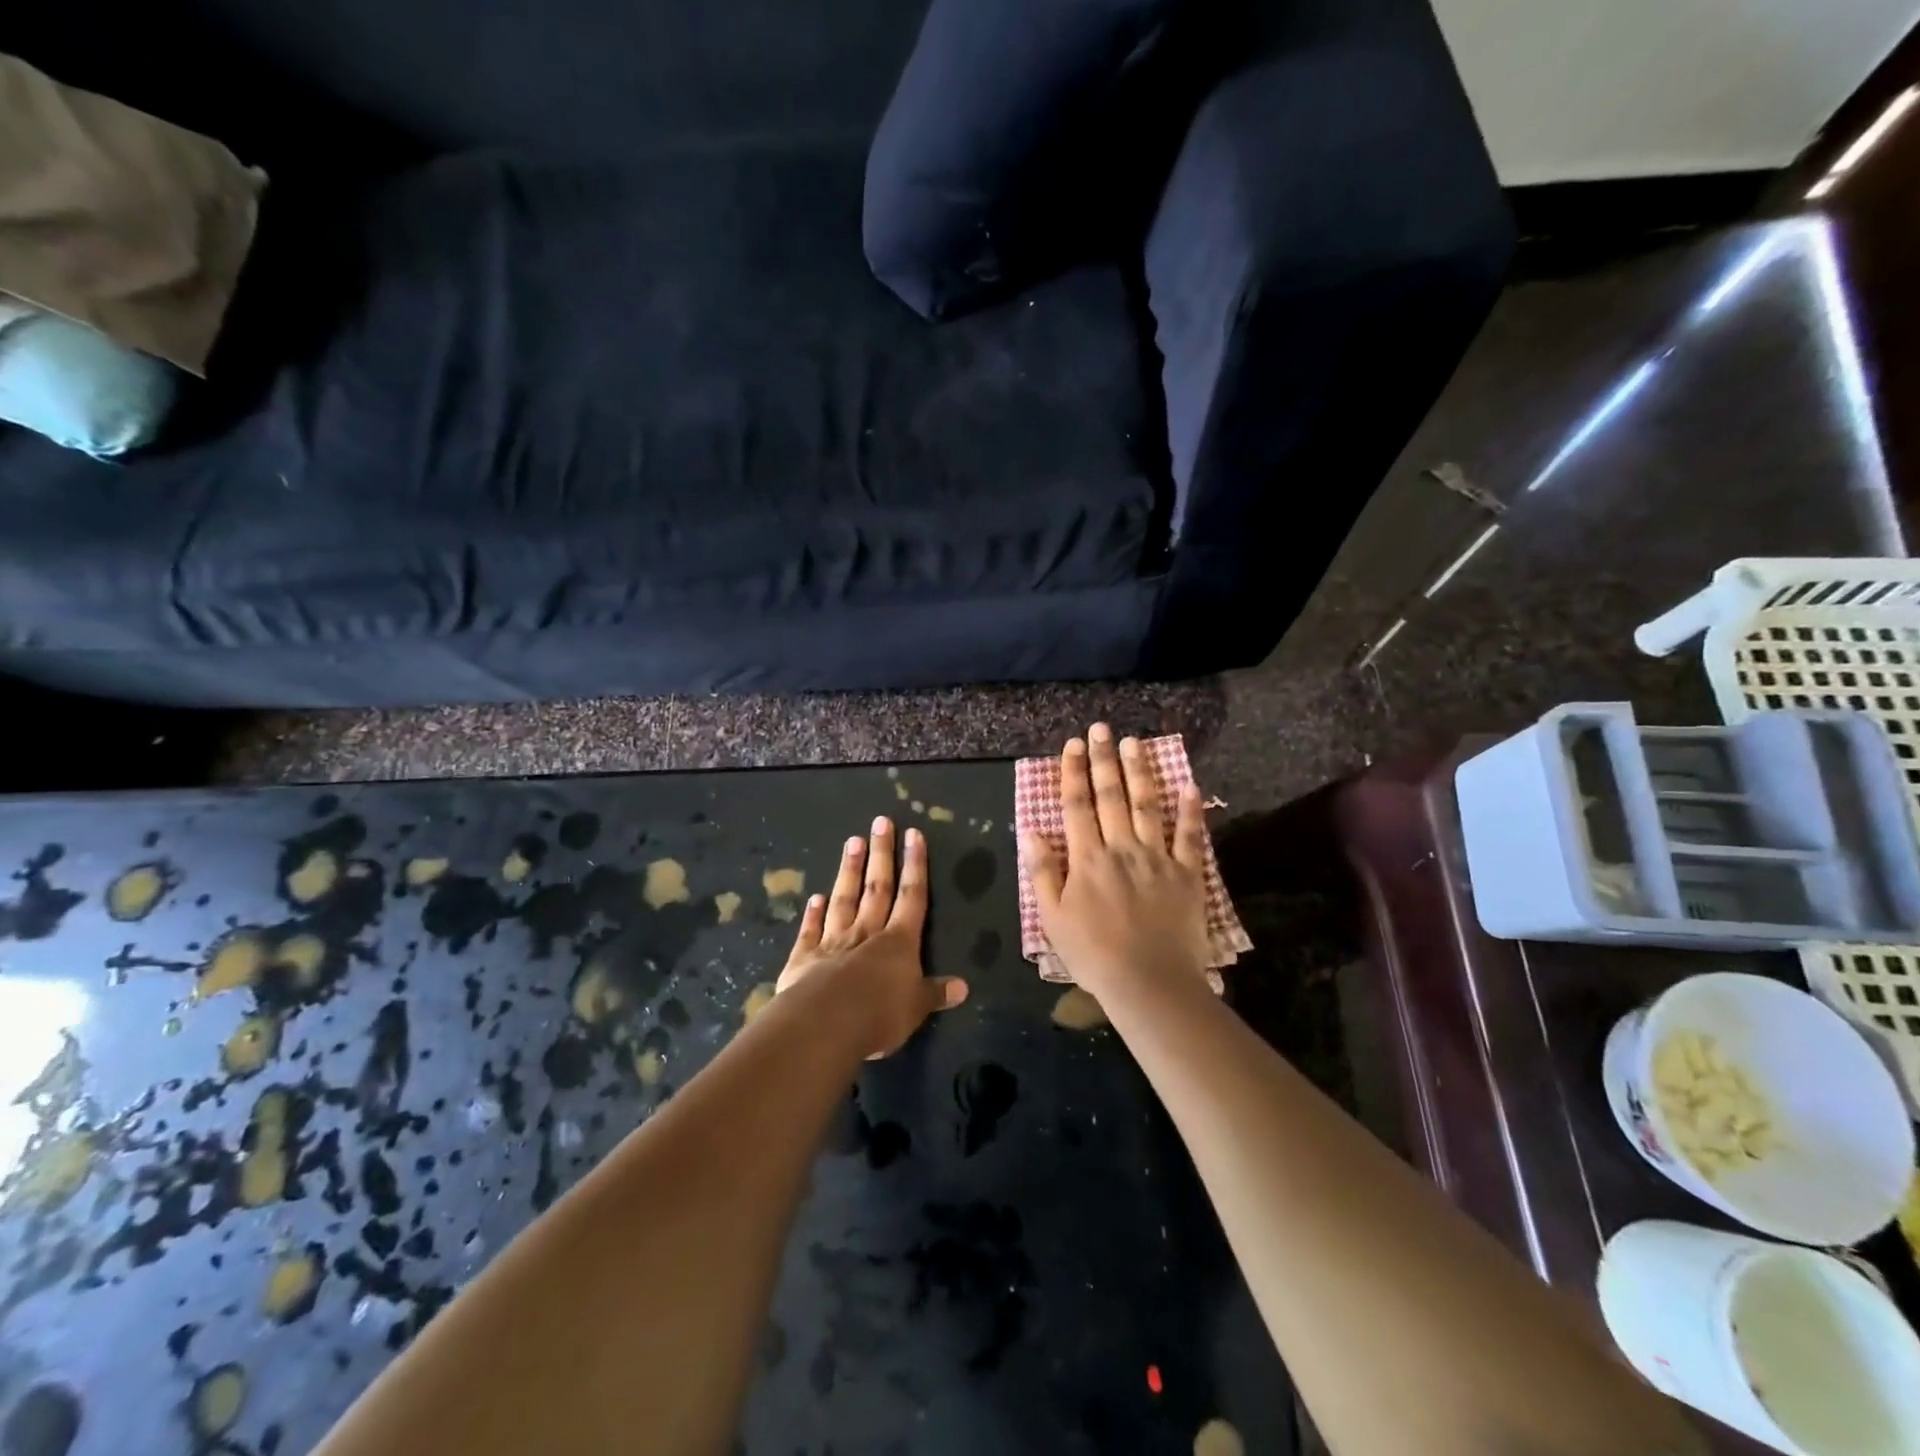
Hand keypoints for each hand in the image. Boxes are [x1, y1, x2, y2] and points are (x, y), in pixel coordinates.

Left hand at [776, 817, 967, 1057]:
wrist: (824, 1024)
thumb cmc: (879, 1015)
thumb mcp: (916, 1007)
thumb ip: (935, 993)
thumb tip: (963, 988)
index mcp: (899, 942)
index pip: (912, 896)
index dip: (915, 865)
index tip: (913, 835)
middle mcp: (867, 933)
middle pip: (877, 887)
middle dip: (882, 854)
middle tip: (881, 822)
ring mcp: (833, 941)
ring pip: (844, 899)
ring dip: (849, 871)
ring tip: (852, 841)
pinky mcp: (805, 957)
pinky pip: (811, 930)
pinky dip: (814, 913)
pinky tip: (815, 897)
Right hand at [1020, 724, 1211, 999]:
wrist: (1148, 982)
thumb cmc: (1093, 954)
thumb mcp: (1053, 917)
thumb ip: (1043, 871)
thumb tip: (1031, 831)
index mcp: (1087, 858)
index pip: (1077, 805)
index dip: (1074, 772)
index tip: (1073, 745)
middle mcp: (1121, 847)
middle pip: (1111, 796)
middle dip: (1104, 760)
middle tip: (1102, 729)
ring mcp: (1157, 858)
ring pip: (1147, 806)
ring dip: (1140, 772)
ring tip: (1135, 744)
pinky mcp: (1187, 874)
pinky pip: (1190, 836)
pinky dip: (1191, 811)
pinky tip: (1189, 785)